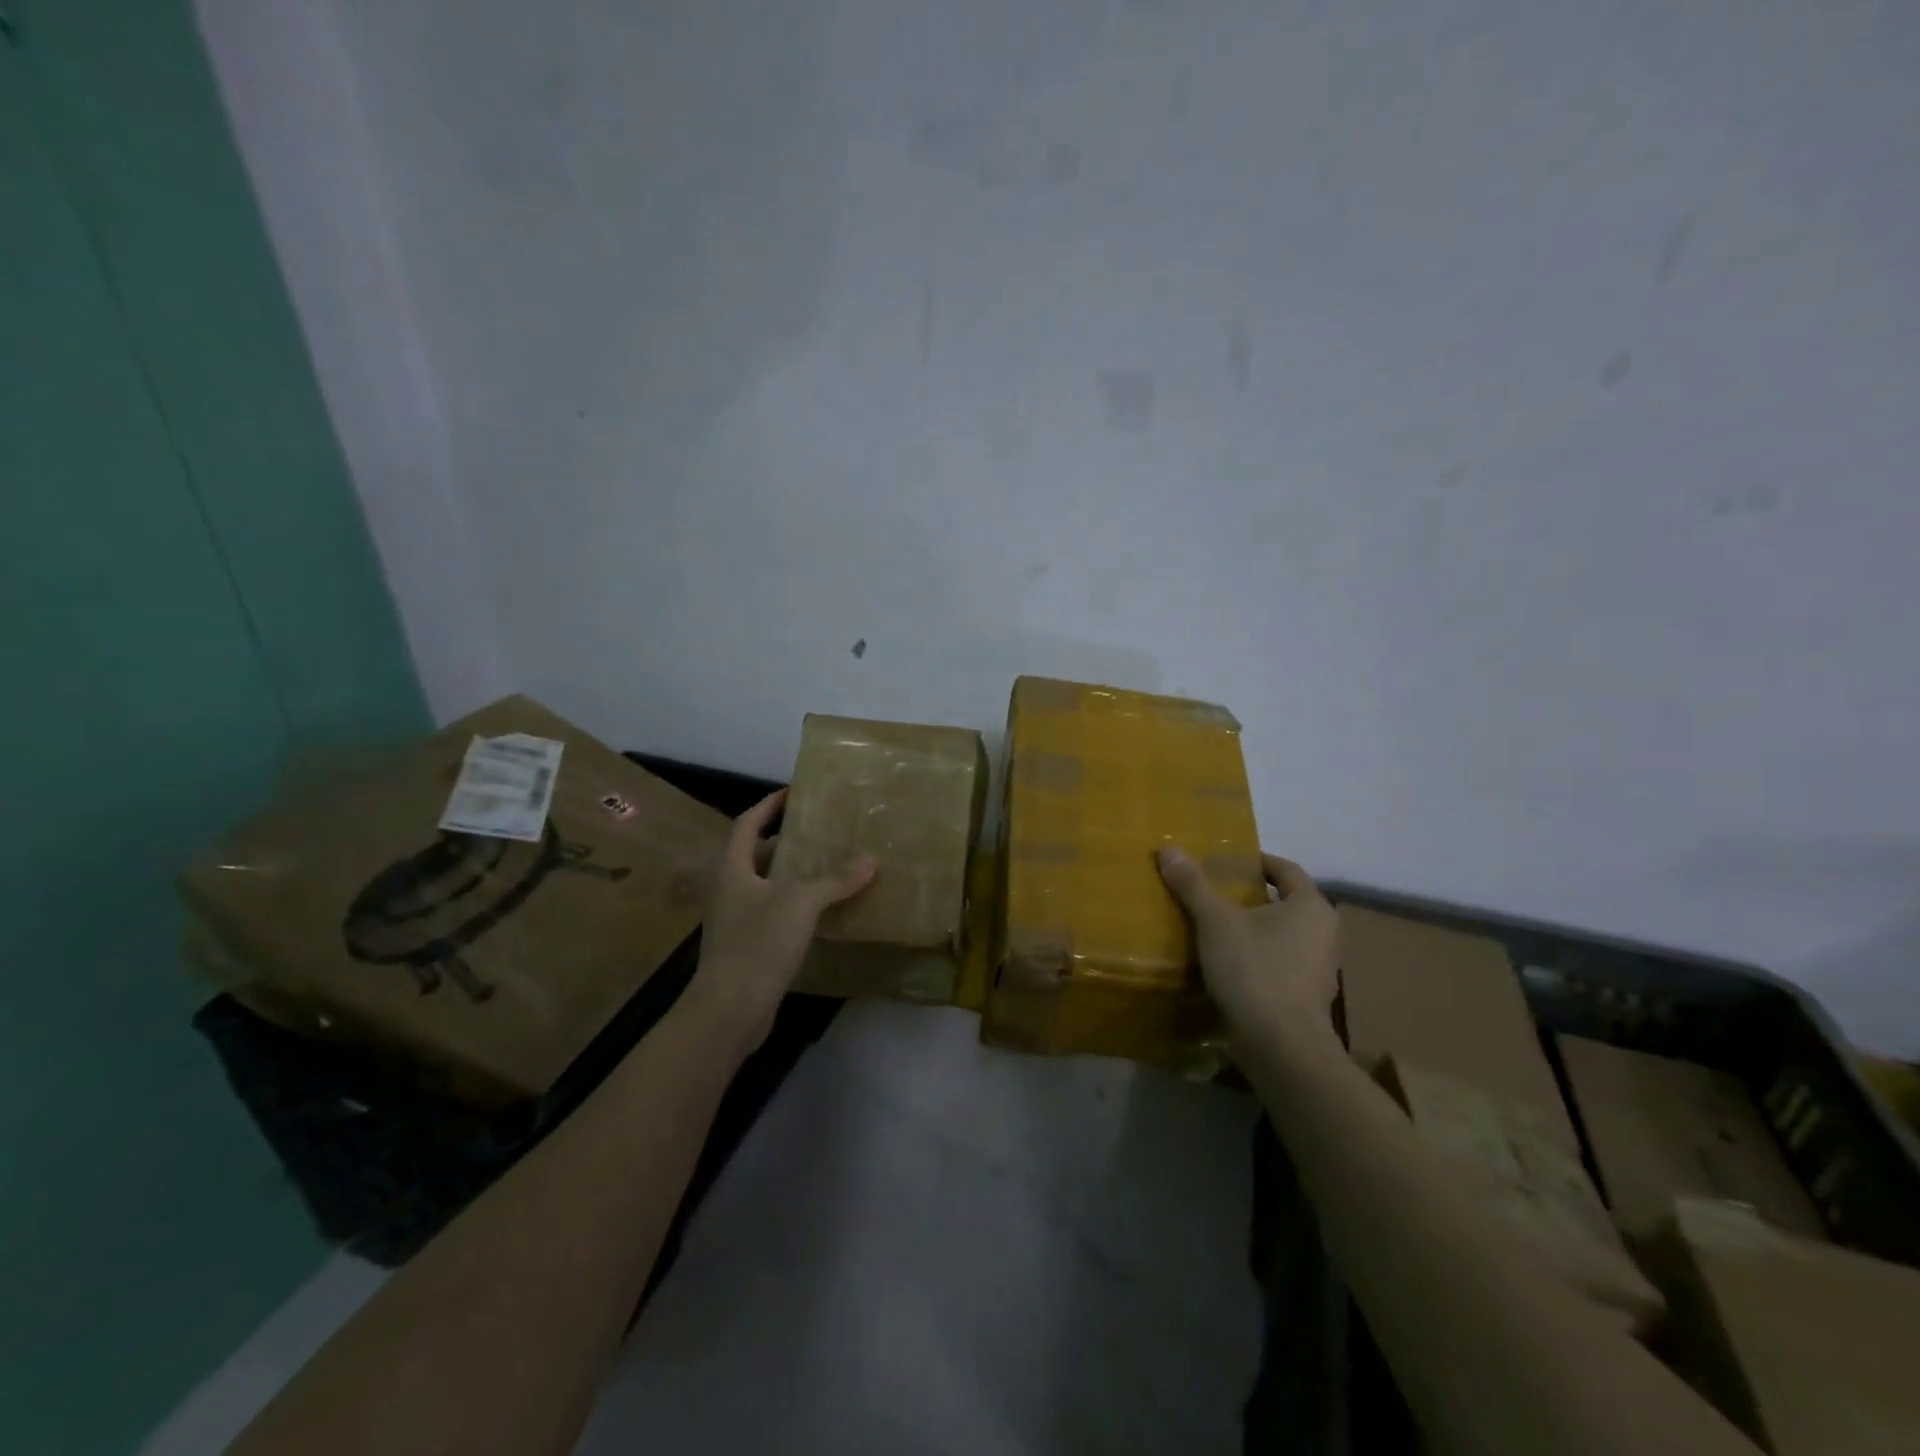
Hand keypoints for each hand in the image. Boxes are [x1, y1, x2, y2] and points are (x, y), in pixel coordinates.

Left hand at [685, 789, 876, 1053]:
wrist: (729, 1009)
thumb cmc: (758, 943)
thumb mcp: (801, 903)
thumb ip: (835, 879)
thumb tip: (871, 859)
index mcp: (732, 868)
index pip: (748, 823)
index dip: (769, 805)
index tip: (794, 793)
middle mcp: (729, 889)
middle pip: (755, 854)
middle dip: (784, 840)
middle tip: (819, 832)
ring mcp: (735, 920)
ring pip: (765, 885)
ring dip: (792, 874)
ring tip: (827, 866)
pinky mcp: (746, 946)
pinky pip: (772, 912)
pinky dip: (795, 904)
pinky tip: (821, 910)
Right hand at [1157, 847, 1337, 1049]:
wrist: (1281, 1047)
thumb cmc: (1255, 971)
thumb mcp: (1216, 922)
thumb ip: (1193, 885)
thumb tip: (1169, 848)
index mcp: (1311, 906)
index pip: (1285, 869)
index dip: (1256, 861)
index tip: (1225, 862)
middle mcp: (1324, 932)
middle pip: (1284, 902)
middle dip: (1250, 896)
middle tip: (1213, 893)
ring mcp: (1320, 968)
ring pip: (1282, 934)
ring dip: (1253, 929)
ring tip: (1215, 928)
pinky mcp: (1307, 996)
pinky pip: (1280, 963)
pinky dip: (1257, 957)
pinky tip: (1228, 965)